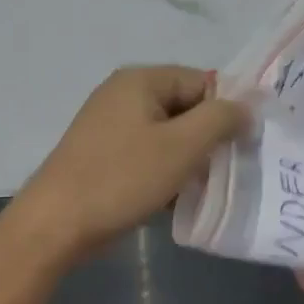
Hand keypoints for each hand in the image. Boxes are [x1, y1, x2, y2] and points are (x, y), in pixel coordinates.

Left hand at [13, 65, 250, 260]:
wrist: (57, 223)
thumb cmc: (122, 178)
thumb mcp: (182, 146)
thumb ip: (221, 119)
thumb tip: (246, 108)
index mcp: (141, 80)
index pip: (203, 81)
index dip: (226, 111)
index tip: (241, 147)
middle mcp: (124, 94)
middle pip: (186, 107)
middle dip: (208, 138)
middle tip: (224, 170)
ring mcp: (110, 125)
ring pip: (169, 135)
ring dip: (188, 159)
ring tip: (200, 188)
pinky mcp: (104, 154)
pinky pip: (148, 154)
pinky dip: (165, 171)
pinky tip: (173, 198)